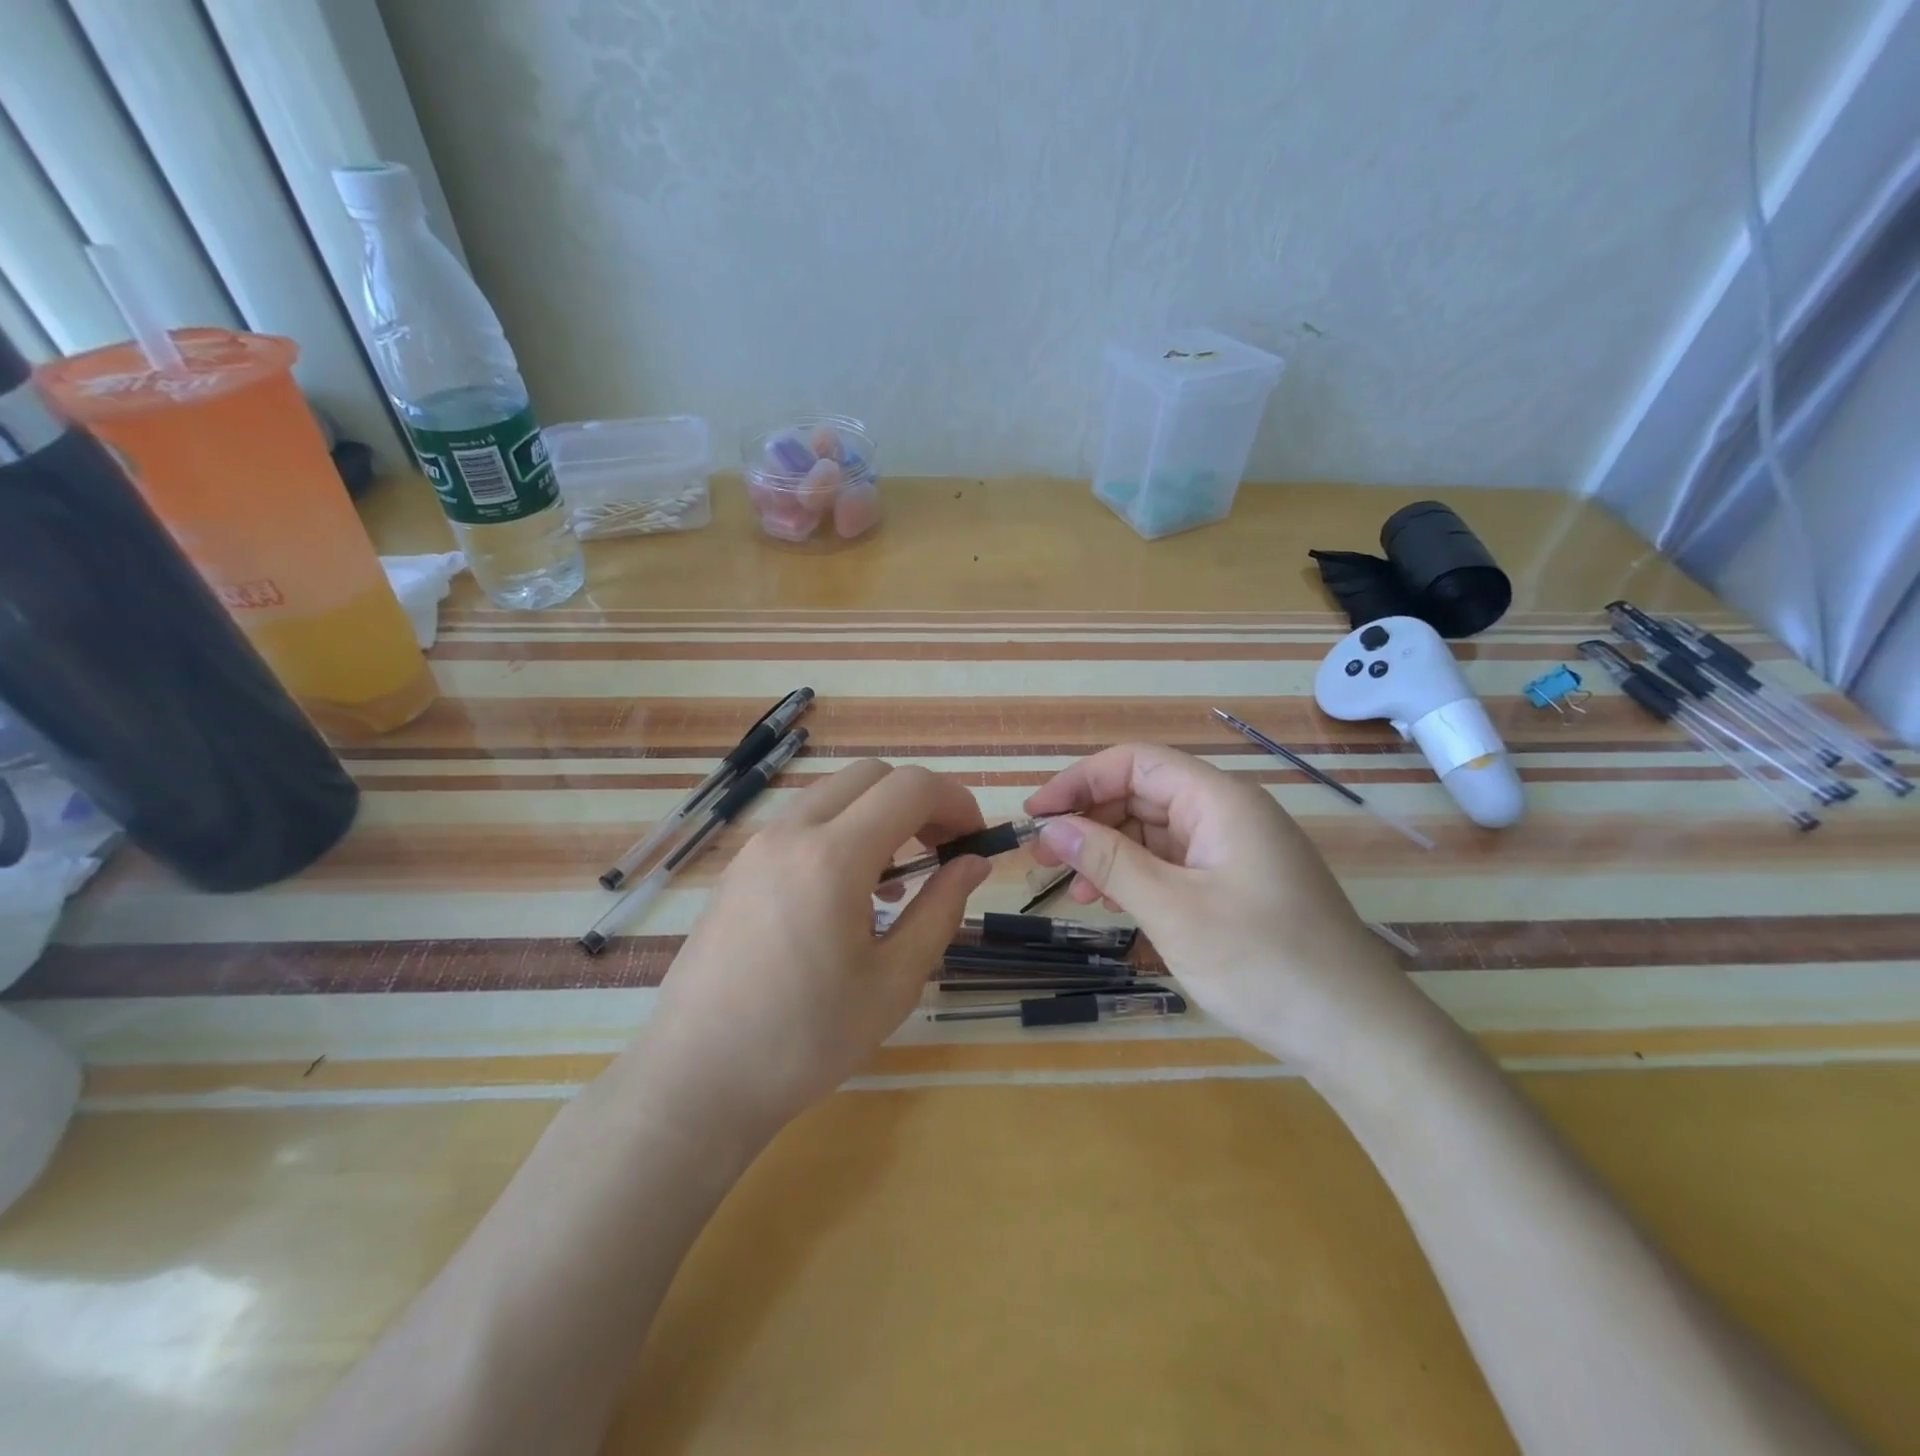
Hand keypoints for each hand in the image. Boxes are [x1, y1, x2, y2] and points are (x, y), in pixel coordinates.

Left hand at [630, 761, 989, 1143]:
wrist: (696, 1079)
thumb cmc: (805, 1040)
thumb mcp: (894, 982)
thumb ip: (940, 910)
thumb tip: (973, 863)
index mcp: (833, 857)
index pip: (911, 788)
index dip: (957, 801)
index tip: (976, 840)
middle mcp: (791, 834)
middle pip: (871, 776)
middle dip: (918, 800)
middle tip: (941, 851)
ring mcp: (757, 847)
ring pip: (833, 795)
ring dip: (877, 815)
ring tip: (896, 880)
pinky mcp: (738, 868)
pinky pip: (801, 824)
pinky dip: (840, 832)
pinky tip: (846, 895)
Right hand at [1024, 744, 1430, 1075]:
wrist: (1358, 1034)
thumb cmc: (1264, 963)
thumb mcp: (1173, 910)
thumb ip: (1109, 861)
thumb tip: (1051, 826)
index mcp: (1220, 801)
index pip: (1136, 763)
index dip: (1080, 781)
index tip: (1036, 816)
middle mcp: (1229, 813)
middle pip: (1144, 794)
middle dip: (1090, 819)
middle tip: (1044, 858)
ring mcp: (1236, 850)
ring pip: (1156, 831)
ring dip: (1110, 852)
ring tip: (1076, 889)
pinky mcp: (1239, 884)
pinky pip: (1176, 863)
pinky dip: (1139, 877)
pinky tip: (1114, 903)